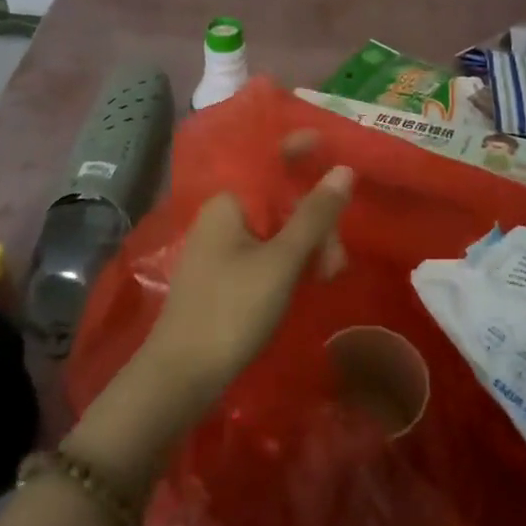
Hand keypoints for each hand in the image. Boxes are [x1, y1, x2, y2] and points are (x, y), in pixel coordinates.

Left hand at [139, 130, 353, 415]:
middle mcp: (222, 217)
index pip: (266, 159)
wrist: (181, 377)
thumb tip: (343, 169)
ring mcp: (222, 248)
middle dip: (315, 219)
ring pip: (277, 229)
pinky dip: (291, 261)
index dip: (298, 149)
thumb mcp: (282, 260)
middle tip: (336, 258)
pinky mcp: (225, 276)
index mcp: (228, 202)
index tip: (332, 148)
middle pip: (279, 199)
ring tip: (328, 276)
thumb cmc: (232, 310)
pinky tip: (311, 281)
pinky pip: (267, 253)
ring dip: (308, 244)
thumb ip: (314, 214)